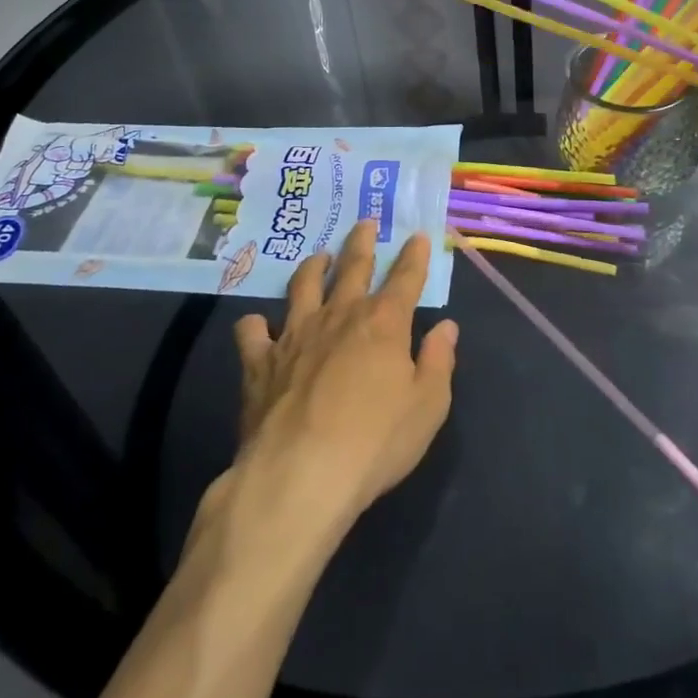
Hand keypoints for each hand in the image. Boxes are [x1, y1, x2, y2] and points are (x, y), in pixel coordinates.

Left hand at [225, 221, 457, 538]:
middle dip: (362, 242)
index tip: (418, 236)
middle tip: (365, 222)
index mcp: (384, 322)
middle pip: (353, 267)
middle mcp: (340, 315)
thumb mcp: (428, 406)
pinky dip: (255, 324)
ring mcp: (295, 334)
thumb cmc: (374, 442)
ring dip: (313, 266)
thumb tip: (446, 327)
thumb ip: (438, 361)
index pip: (406, 277)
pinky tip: (257, 324)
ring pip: (303, 285)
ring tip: (318, 256)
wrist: (299, 476)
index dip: (415, 255)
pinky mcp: (260, 361)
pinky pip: (252, 331)